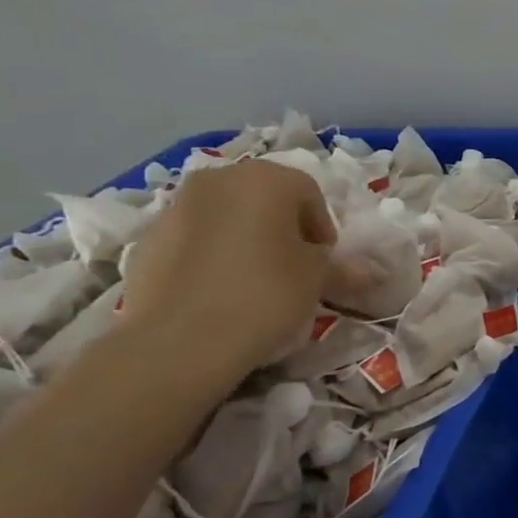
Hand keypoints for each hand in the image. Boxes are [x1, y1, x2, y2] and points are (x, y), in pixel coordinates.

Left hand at [119, 159, 335, 379]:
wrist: (182, 339)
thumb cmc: (267, 293)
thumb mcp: (317, 280)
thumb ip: (341, 268)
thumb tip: (369, 273)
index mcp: (266, 179)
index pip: (308, 192)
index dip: (322, 227)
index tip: (324, 261)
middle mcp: (219, 179)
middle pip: (263, 196)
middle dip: (282, 226)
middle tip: (293, 266)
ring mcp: (177, 205)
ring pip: (226, 214)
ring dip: (245, 236)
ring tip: (253, 279)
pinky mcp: (148, 237)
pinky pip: (194, 237)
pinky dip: (210, 253)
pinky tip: (217, 290)